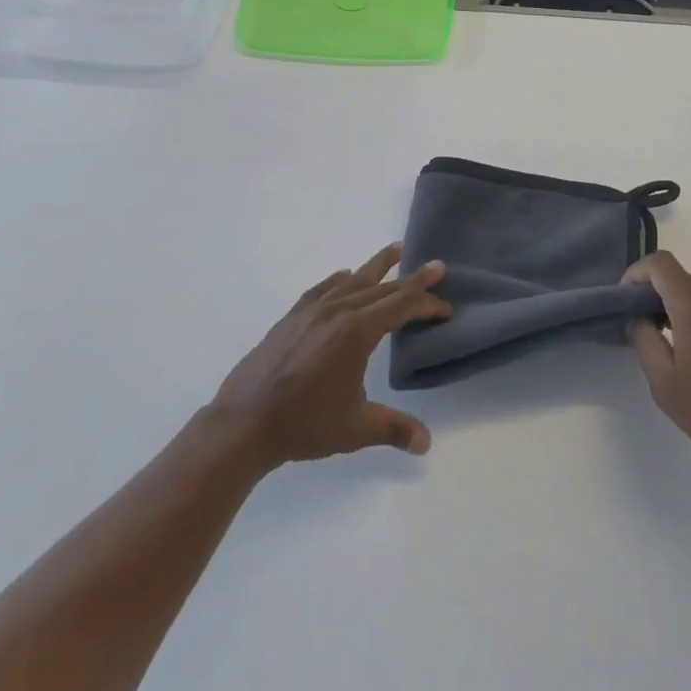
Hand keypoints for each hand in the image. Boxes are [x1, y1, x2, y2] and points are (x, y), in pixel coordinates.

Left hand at [210, 242, 448, 466]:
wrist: (245, 421)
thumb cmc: (304, 423)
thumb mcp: (355, 428)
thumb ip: (394, 428)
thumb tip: (426, 442)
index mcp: (357, 332)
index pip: (401, 307)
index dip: (426, 304)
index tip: (446, 306)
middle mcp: (338, 311)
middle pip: (382, 288)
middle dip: (412, 278)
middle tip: (435, 265)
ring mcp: (312, 310)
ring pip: (353, 280)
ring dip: (378, 266)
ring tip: (396, 249)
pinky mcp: (292, 317)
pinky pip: (323, 288)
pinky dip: (340, 279)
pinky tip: (345, 277)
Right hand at [623, 252, 690, 479]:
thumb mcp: (664, 382)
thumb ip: (644, 340)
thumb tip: (637, 317)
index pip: (661, 264)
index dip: (637, 272)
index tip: (625, 300)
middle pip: (679, 276)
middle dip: (652, 291)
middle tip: (638, 322)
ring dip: (674, 304)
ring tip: (662, 339)